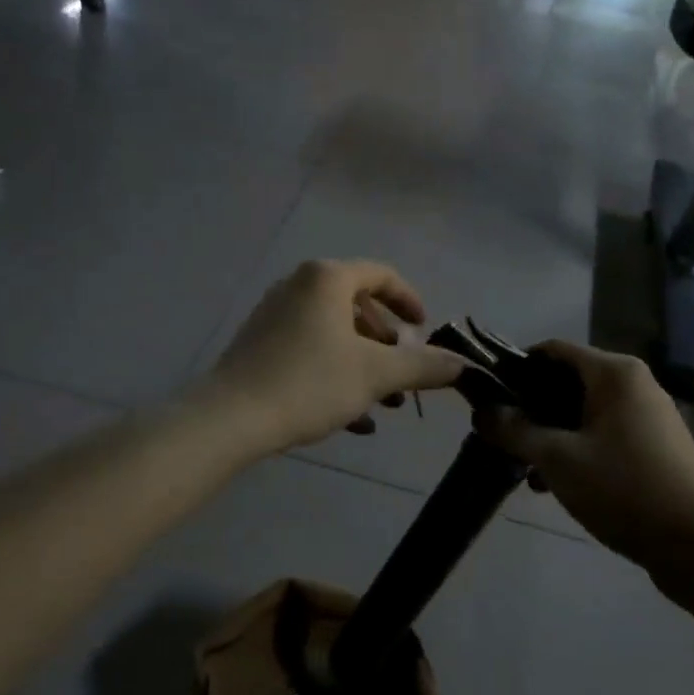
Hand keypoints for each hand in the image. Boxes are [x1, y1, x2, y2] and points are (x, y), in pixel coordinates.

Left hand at [207, 260, 465, 453]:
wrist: (230, 418)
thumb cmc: (310, 382)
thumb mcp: (375, 374)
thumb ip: (422, 366)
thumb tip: (462, 364)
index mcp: (326, 279)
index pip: (381, 275)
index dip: (409, 301)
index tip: (425, 329)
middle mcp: (298, 287)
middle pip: (356, 307)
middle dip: (387, 344)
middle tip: (402, 375)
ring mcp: (274, 315)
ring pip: (333, 335)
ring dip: (364, 365)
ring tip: (382, 405)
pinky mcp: (259, 346)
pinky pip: (309, 352)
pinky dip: (335, 376)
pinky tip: (353, 419)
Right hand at [475, 341, 693, 567]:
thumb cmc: (625, 489)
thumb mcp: (557, 458)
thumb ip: (514, 430)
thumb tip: (480, 411)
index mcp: (614, 373)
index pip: (552, 350)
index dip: (515, 368)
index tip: (487, 398)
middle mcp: (633, 384)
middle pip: (566, 381)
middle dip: (530, 408)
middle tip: (501, 437)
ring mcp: (647, 417)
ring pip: (582, 413)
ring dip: (549, 435)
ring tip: (524, 468)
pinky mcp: (653, 448)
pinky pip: (601, 435)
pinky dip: (575, 450)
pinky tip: (553, 485)